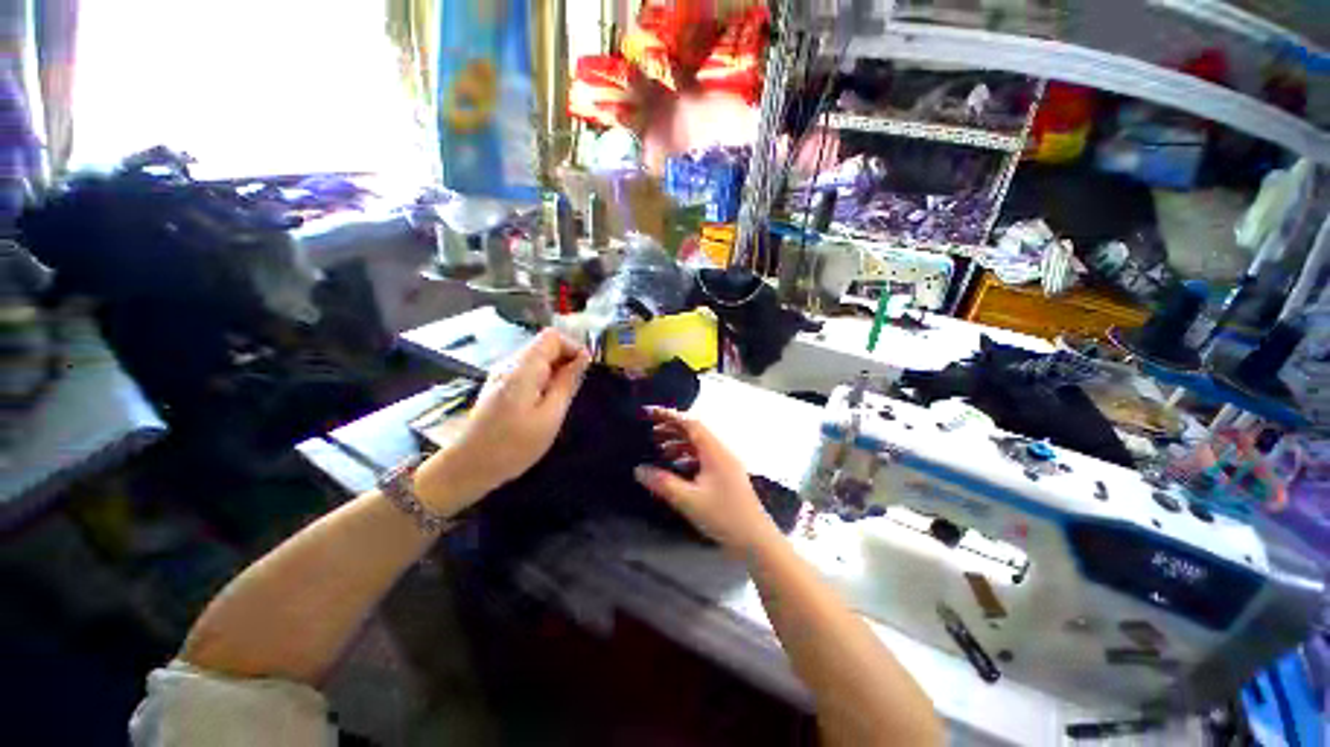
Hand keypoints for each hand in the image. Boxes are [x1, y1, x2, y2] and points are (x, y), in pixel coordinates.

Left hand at [416, 329, 589, 513]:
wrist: (468, 466)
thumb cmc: (513, 445)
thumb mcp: (550, 416)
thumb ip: (567, 383)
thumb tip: (584, 358)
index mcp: (523, 368)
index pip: (552, 336)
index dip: (573, 347)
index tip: (585, 370)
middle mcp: (510, 364)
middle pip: (544, 345)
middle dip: (566, 361)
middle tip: (574, 389)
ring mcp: (501, 374)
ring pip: (537, 358)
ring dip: (555, 372)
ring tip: (561, 399)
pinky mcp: (499, 385)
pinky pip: (527, 371)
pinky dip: (543, 380)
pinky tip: (544, 403)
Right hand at [634, 408, 780, 554]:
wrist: (755, 539)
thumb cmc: (723, 516)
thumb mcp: (689, 500)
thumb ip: (663, 483)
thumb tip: (639, 470)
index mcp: (715, 451)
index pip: (691, 423)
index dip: (669, 416)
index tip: (651, 414)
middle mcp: (721, 452)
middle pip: (695, 432)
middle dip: (673, 429)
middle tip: (651, 432)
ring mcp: (726, 463)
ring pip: (700, 445)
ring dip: (680, 443)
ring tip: (659, 449)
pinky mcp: (727, 475)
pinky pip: (704, 457)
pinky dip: (688, 457)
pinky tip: (676, 467)